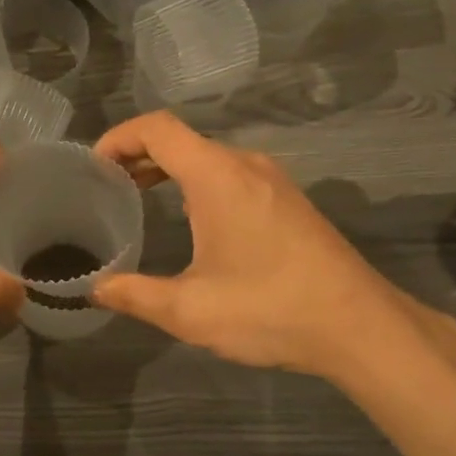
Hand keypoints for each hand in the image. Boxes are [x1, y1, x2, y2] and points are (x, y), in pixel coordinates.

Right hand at [91, 112, 455, 386]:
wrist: (361, 327)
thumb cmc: (270, 309)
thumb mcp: (190, 310)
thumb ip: (135, 295)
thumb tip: (95, 288)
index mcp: (217, 176)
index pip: (157, 128)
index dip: (119, 137)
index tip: (94, 166)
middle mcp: (246, 165)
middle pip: (182, 139)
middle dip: (139, 155)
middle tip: (107, 185)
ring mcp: (274, 181)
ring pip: (209, 157)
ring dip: (170, 169)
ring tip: (139, 196)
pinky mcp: (290, 201)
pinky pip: (232, 174)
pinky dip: (199, 182)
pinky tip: (192, 219)